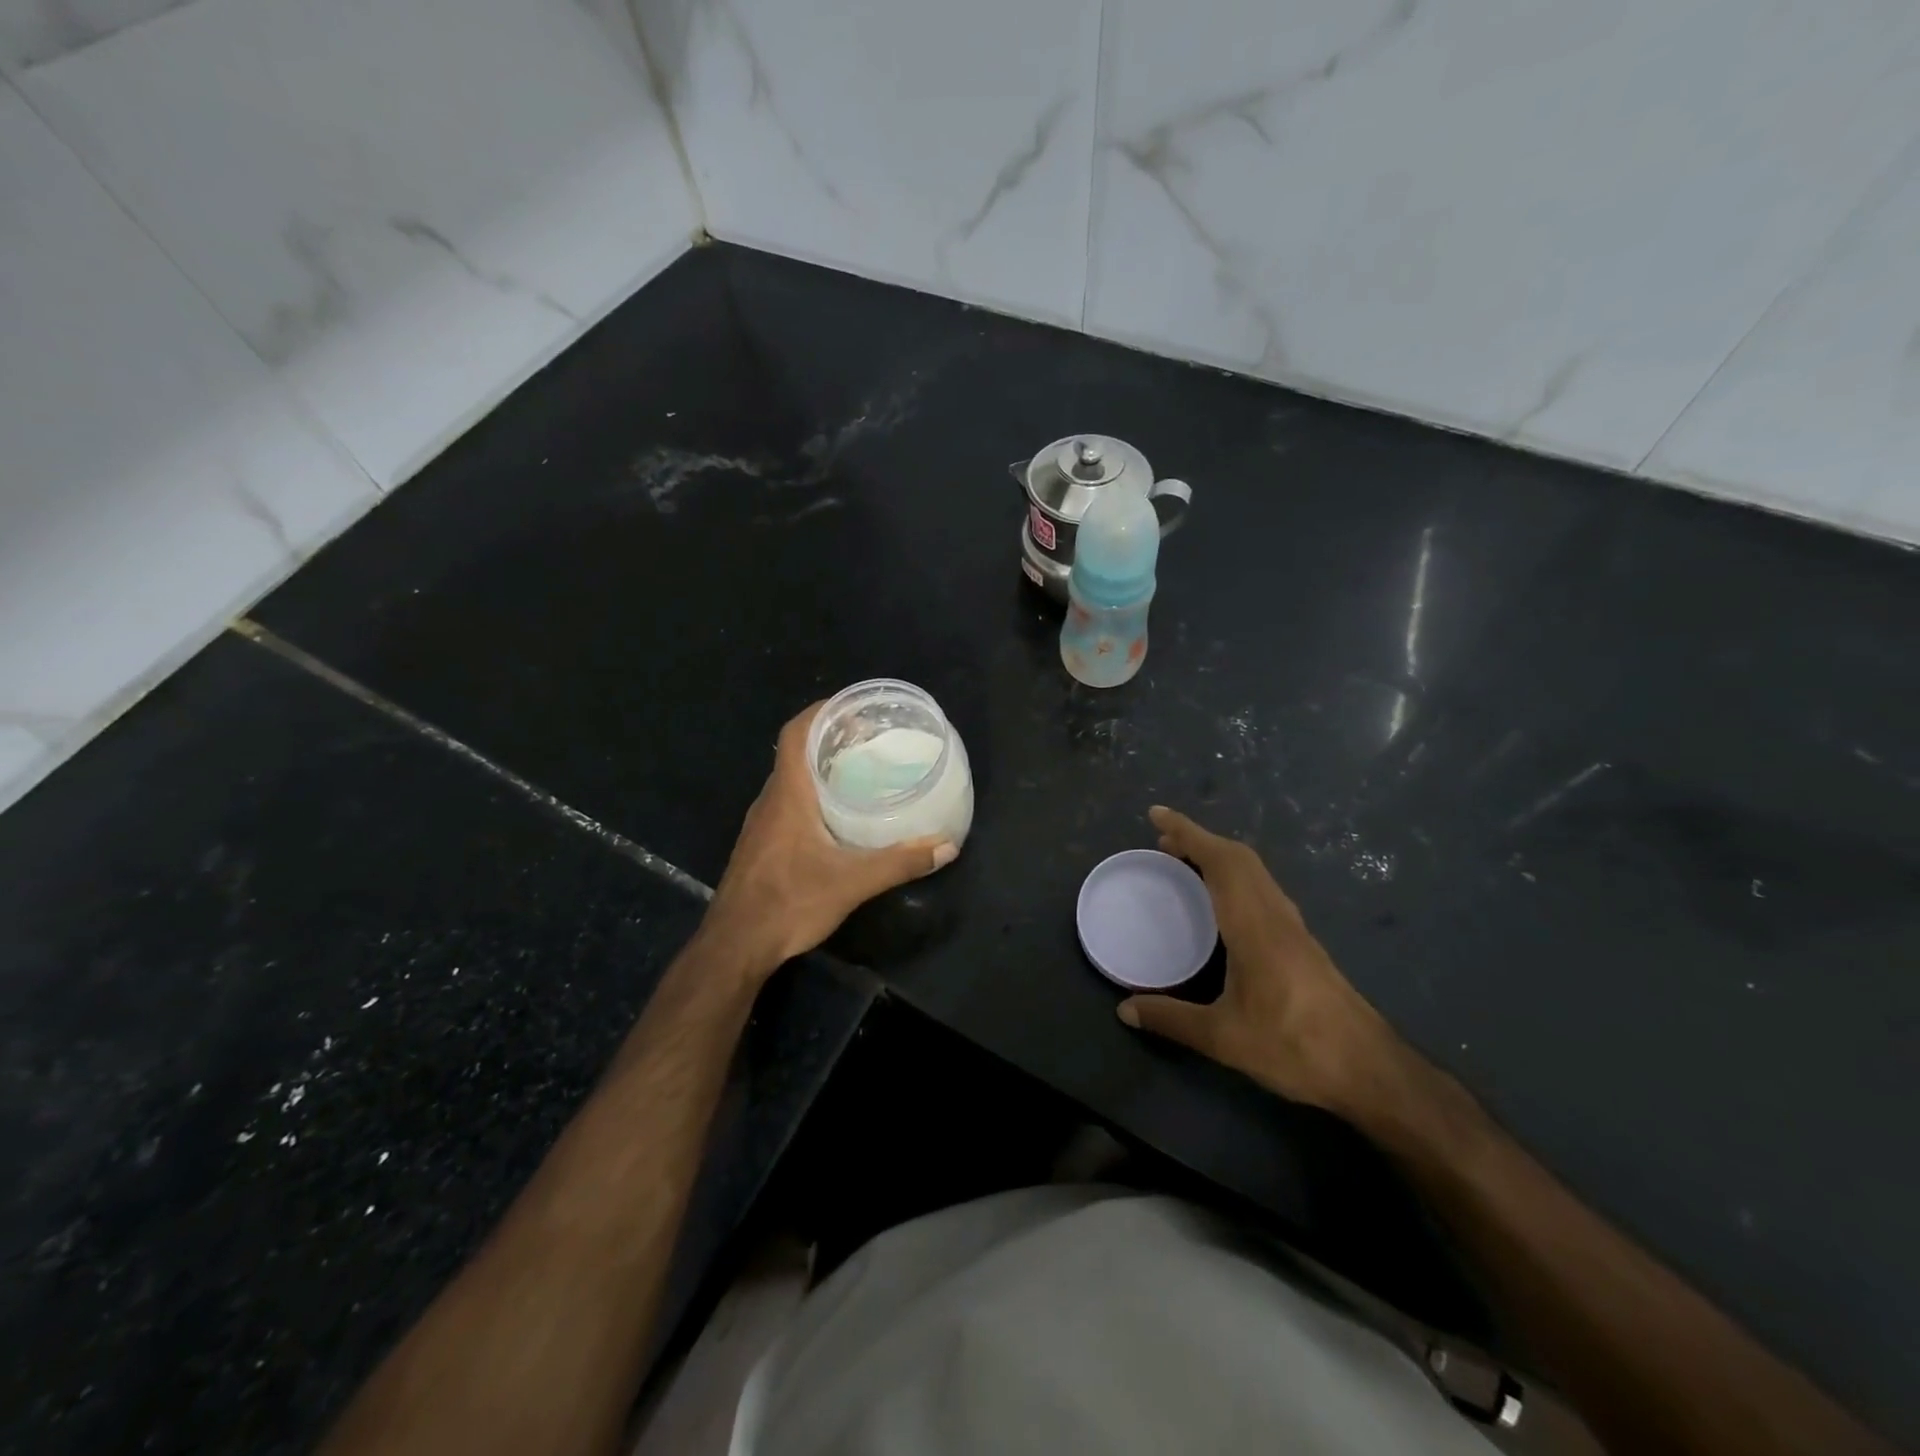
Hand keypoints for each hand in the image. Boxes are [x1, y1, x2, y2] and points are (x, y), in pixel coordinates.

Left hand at [704, 703, 958, 977]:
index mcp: (788, 794)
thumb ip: (900, 862)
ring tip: (861, 772)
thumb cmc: (789, 902)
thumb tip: (946, 847)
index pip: (796, 734)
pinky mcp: (761, 845)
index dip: (822, 712)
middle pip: (796, 753)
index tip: (855, 708)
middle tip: (872, 740)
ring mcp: (762, 823)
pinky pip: (788, 803)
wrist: (735, 946)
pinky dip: (813, 795)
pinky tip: (839, 816)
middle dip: (831, 739)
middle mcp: (771, 800)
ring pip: (792, 780)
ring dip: (822, 768)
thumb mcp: (852, 882)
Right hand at [1117, 807, 1405, 1117]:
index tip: (1157, 815)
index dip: (1187, 832)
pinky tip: (1221, 904)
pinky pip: (1262, 889)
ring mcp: (1293, 927)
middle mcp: (1275, 915)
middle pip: (1239, 858)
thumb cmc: (1295, 1046)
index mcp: (1254, 925)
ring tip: (1185, 864)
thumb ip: (1171, 1020)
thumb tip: (1125, 1010)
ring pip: (1255, 872)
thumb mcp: (1224, 1038)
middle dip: (1200, 840)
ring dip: (1219, 857)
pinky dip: (1234, 877)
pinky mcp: (1302, 942)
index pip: (1220, 861)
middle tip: (1163, 842)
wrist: (1370, 1070)